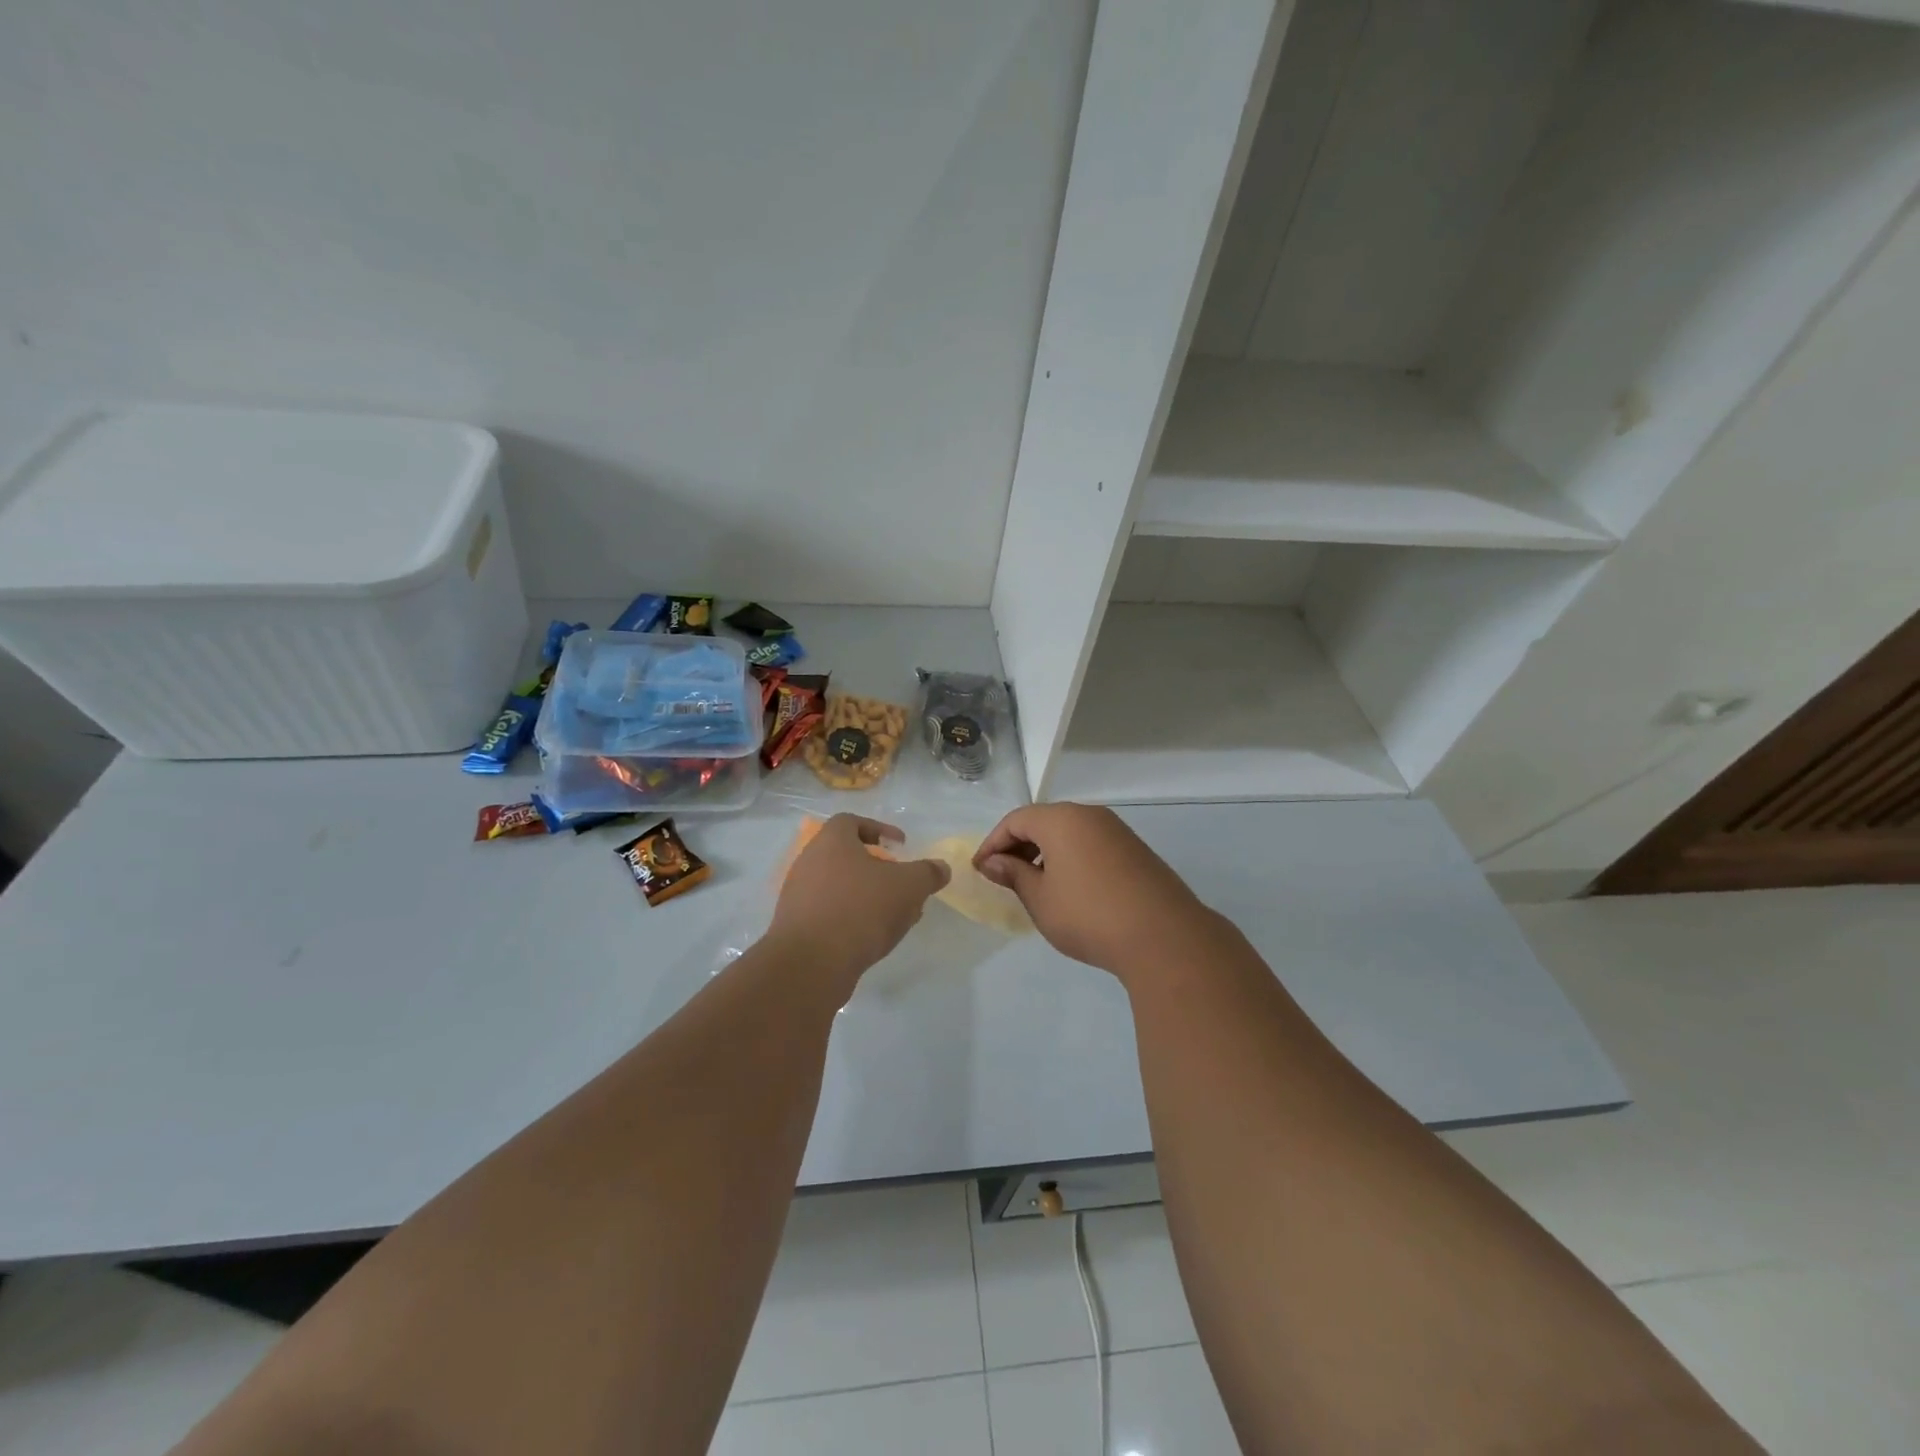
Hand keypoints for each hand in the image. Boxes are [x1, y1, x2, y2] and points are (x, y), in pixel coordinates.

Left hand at [770, 815, 950, 982]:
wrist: (811, 964)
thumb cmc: (861, 909)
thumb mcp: (908, 887)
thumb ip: (927, 873)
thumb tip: (941, 868)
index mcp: (831, 841)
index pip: (851, 821)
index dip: (879, 829)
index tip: (900, 846)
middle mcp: (809, 862)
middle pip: (847, 856)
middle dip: (878, 868)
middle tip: (902, 884)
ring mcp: (799, 896)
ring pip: (841, 887)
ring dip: (868, 896)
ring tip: (895, 916)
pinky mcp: (797, 927)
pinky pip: (831, 913)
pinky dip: (853, 918)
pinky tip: (873, 937)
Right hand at [973, 803, 1218, 980]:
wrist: (1164, 937)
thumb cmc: (1089, 915)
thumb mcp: (1040, 898)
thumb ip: (1013, 874)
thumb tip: (993, 862)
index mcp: (1062, 819)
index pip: (1016, 820)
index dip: (994, 843)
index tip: (981, 870)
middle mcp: (1090, 815)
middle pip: (1044, 821)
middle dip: (1019, 846)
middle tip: (1004, 876)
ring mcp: (1117, 831)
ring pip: (1070, 833)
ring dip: (1046, 853)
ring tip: (1035, 885)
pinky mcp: (1136, 851)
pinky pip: (1092, 844)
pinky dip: (1072, 858)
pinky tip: (1070, 889)